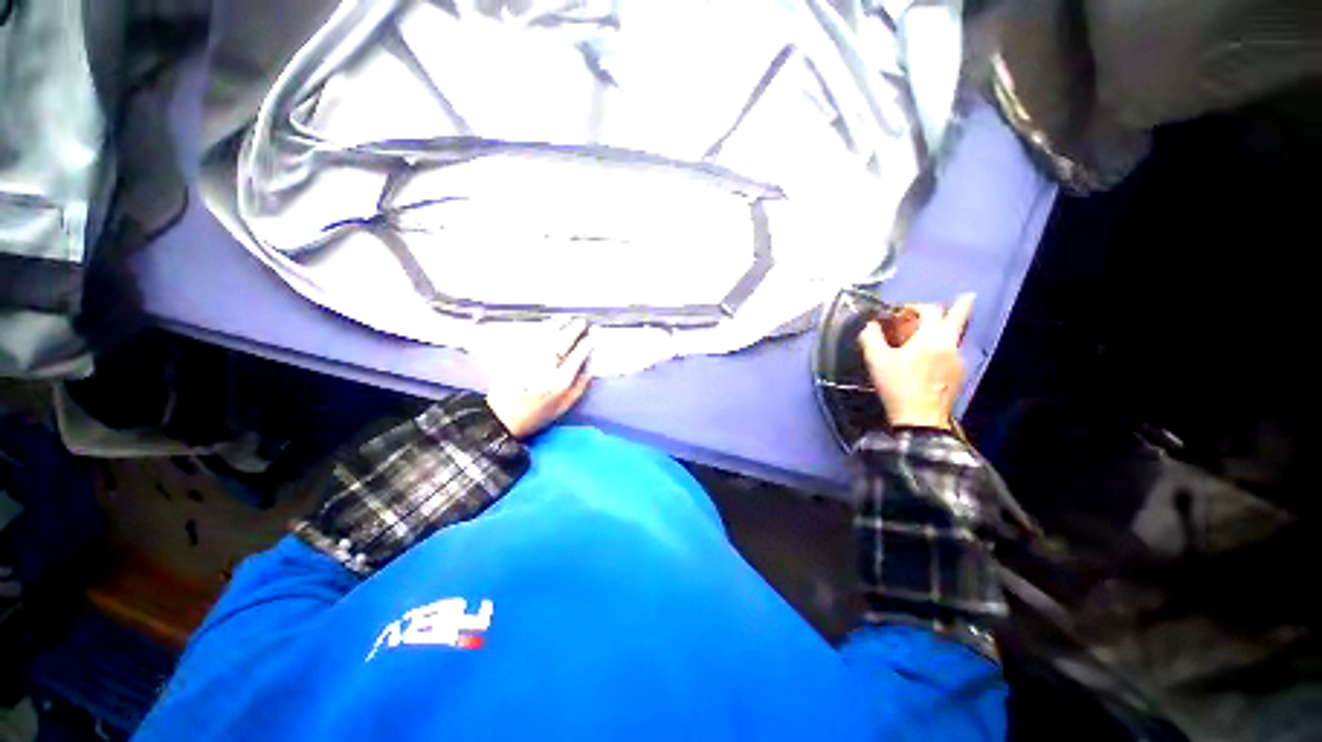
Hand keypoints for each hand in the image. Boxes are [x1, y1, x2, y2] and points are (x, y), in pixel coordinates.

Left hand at [486, 318, 594, 437]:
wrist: (502, 417)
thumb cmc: (536, 414)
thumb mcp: (563, 406)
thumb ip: (578, 388)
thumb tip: (589, 371)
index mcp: (559, 381)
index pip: (576, 357)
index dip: (586, 345)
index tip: (592, 337)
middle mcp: (546, 367)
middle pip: (562, 343)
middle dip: (574, 330)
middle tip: (582, 322)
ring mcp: (531, 359)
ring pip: (547, 338)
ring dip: (558, 326)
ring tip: (566, 319)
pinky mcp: (518, 356)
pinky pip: (533, 339)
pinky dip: (542, 330)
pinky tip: (548, 326)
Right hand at [857, 294, 974, 430]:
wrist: (919, 418)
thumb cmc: (896, 386)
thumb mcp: (876, 361)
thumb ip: (871, 338)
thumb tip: (869, 324)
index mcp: (930, 338)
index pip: (929, 310)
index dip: (914, 306)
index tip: (900, 312)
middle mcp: (949, 344)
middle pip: (959, 317)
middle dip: (961, 305)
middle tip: (966, 295)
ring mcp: (957, 360)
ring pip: (956, 335)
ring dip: (946, 328)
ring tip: (932, 332)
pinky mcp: (958, 374)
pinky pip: (953, 351)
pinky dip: (943, 346)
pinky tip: (930, 356)